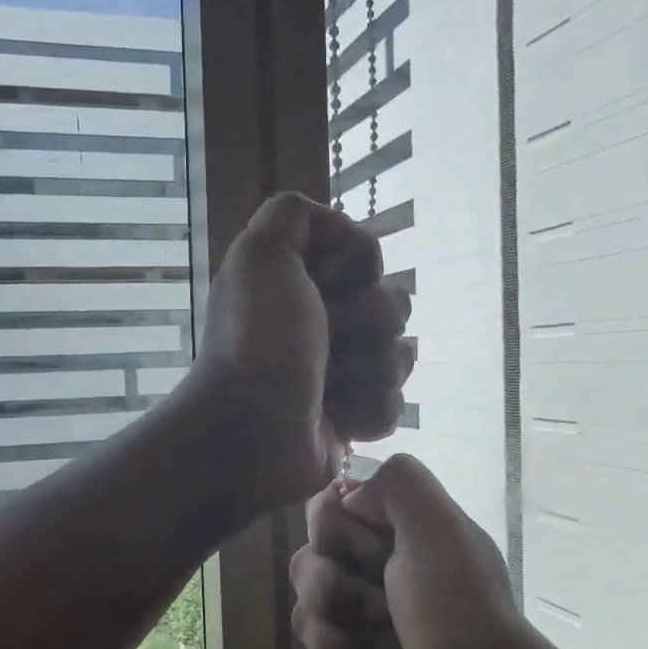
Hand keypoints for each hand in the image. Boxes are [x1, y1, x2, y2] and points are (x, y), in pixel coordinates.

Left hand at [184, 192, 413, 512]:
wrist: (247, 434)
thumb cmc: (256, 342)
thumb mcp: (260, 254)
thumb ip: (292, 214)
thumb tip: (339, 230)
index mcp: (302, 283)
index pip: (368, 257)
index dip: (357, 269)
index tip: (323, 286)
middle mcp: (323, 321)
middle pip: (393, 306)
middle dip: (366, 325)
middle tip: (325, 345)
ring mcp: (340, 371)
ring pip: (400, 357)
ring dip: (369, 372)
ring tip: (328, 389)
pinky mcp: (352, 417)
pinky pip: (395, 404)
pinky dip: (368, 412)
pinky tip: (338, 420)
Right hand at [290, 455, 529, 648]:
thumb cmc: (458, 606)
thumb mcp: (439, 524)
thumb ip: (397, 481)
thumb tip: (347, 499)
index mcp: (392, 534)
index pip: (325, 513)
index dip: (333, 531)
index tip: (369, 548)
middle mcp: (373, 573)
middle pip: (305, 563)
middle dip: (332, 588)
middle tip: (381, 608)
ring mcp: (361, 624)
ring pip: (304, 614)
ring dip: (338, 633)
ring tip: (382, 648)